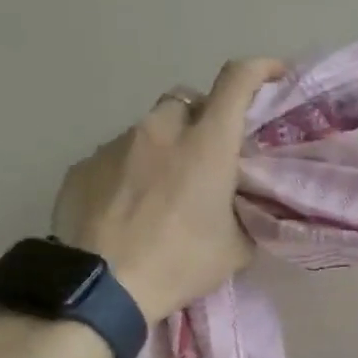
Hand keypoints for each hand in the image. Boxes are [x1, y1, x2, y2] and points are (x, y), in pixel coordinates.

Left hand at [51, 58, 284, 319]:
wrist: (102, 288)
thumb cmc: (180, 264)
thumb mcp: (236, 248)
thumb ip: (245, 214)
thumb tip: (242, 205)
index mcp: (207, 145)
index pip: (236, 82)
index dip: (259, 69)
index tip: (274, 73)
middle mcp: (160, 131)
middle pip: (187, 101)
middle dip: (203, 119)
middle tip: (210, 154)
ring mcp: (116, 144)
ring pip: (149, 129)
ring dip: (164, 147)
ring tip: (164, 190)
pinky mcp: (83, 165)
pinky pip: (116, 156)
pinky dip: (130, 171)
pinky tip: (128, 207)